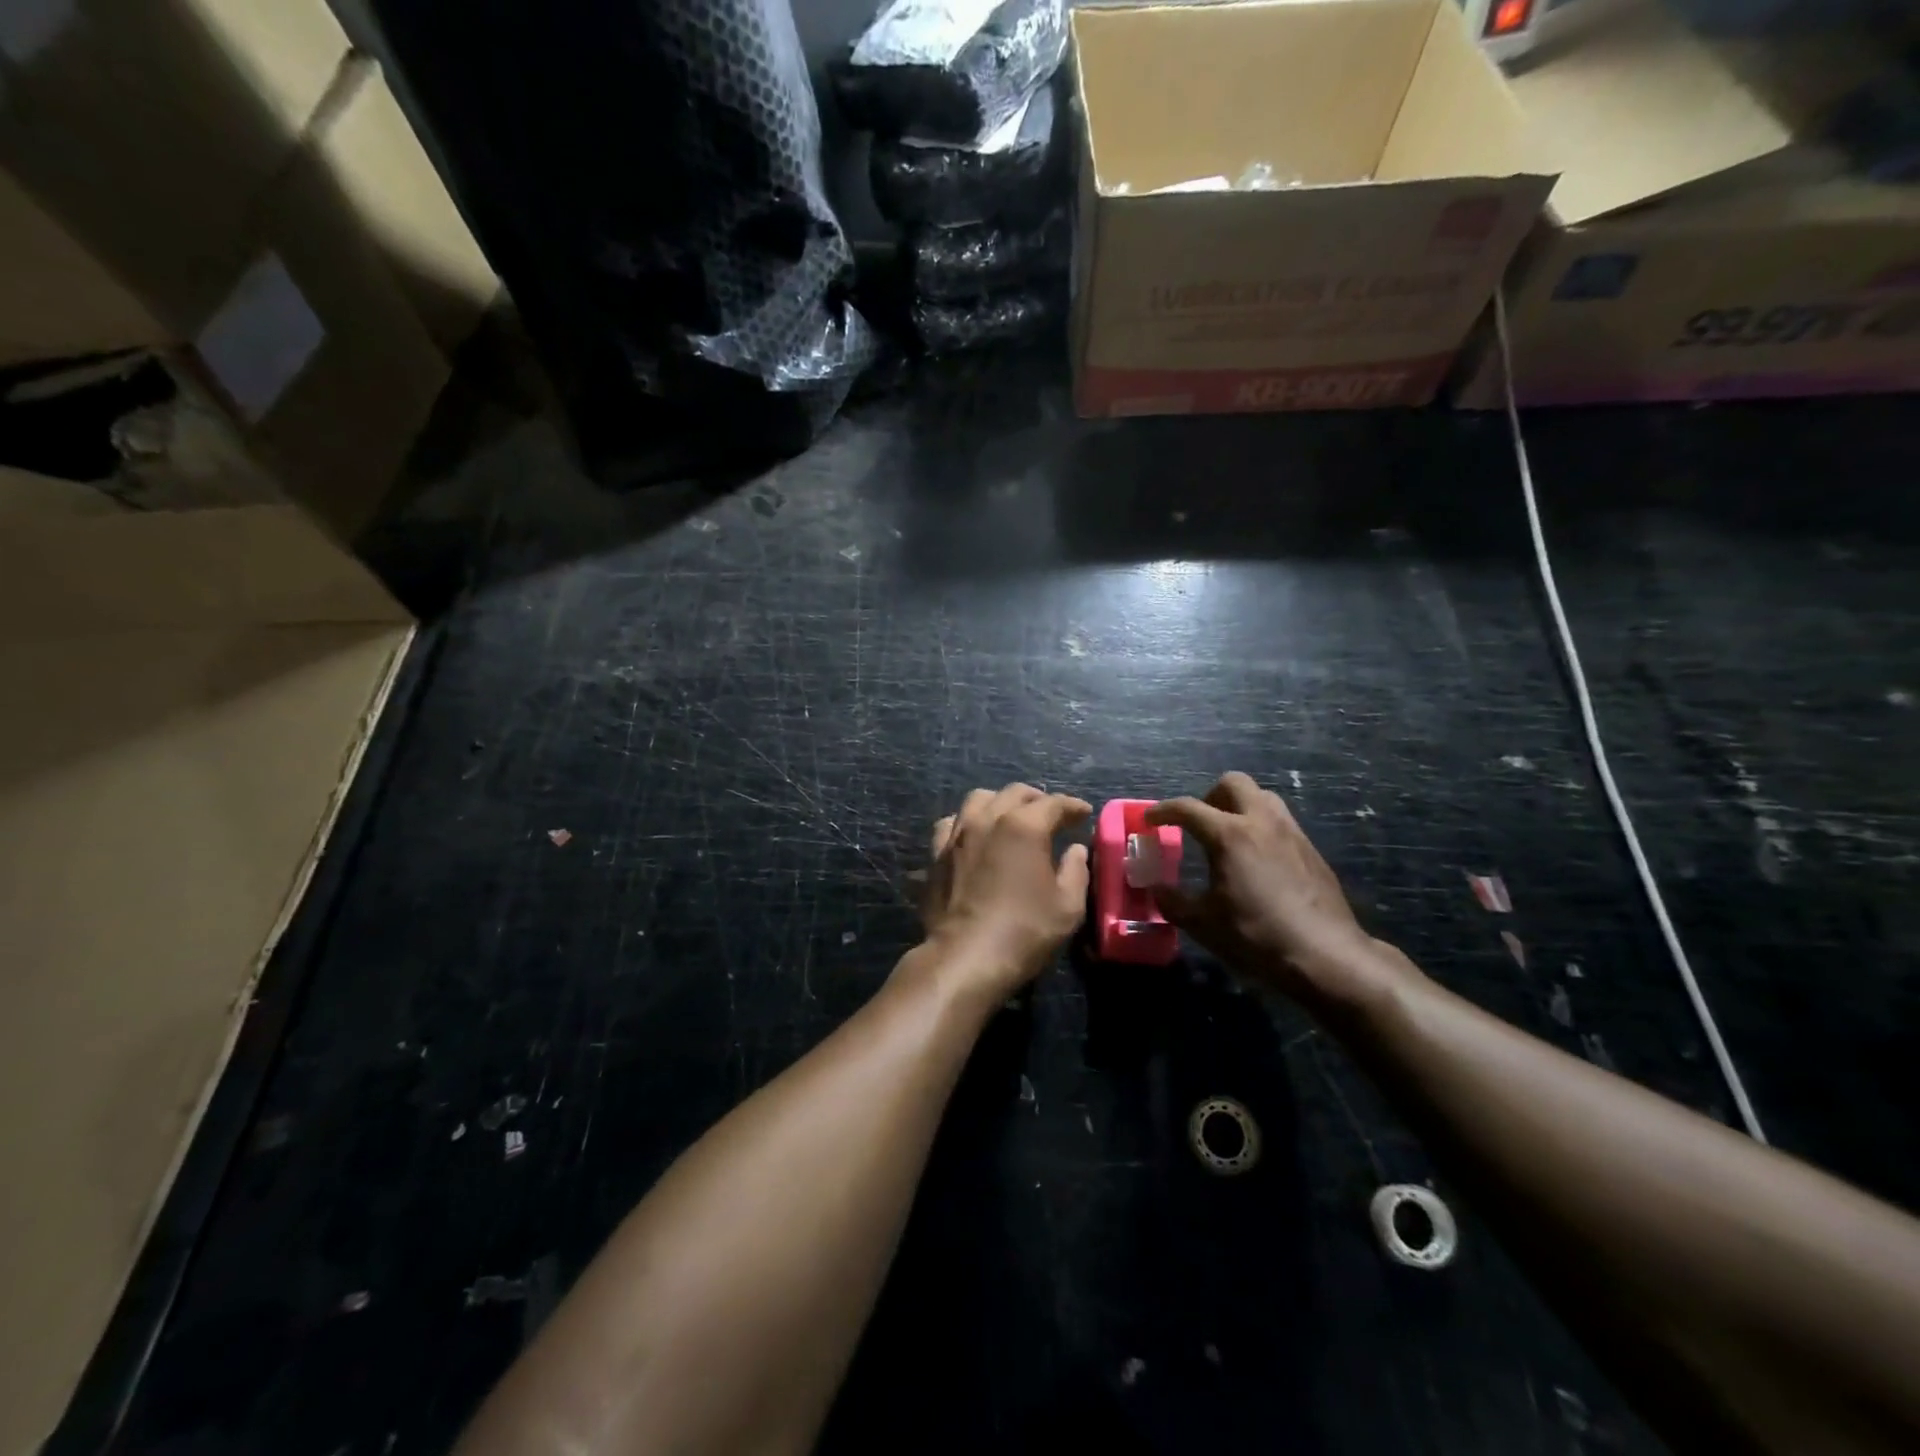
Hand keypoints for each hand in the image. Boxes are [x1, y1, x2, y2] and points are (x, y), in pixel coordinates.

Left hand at [919, 784, 1091, 1003]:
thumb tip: (1075, 850)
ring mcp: (958, 834)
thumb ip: (1076, 871)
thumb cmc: (1024, 931)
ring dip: (1000, 802)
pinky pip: (952, 823)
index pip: (1053, 804)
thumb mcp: (1067, 907)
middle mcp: (988, 819)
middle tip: (1052, 815)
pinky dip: (968, 822)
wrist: (965, 956)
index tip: (1084, 813)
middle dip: (1038, 799)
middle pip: (1015, 793)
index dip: (1072, 806)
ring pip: (979, 799)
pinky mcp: (937, 853)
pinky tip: (975, 835)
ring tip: (1011, 817)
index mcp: (1024, 827)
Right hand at [1149, 773, 1379, 1005]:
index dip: (1163, 811)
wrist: (1325, 954)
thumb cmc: (1256, 935)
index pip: (1187, 808)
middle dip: (1209, 796)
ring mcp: (1291, 832)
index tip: (1150, 820)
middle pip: (1232, 783)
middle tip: (1198, 824)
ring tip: (1228, 837)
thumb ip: (1173, 901)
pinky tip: (1257, 860)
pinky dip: (1261, 827)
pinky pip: (1280, 821)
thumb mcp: (1203, 923)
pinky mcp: (1311, 848)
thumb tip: (1156, 889)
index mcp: (1229, 835)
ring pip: (1262, 796)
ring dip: (1239, 806)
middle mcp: (1261, 822)